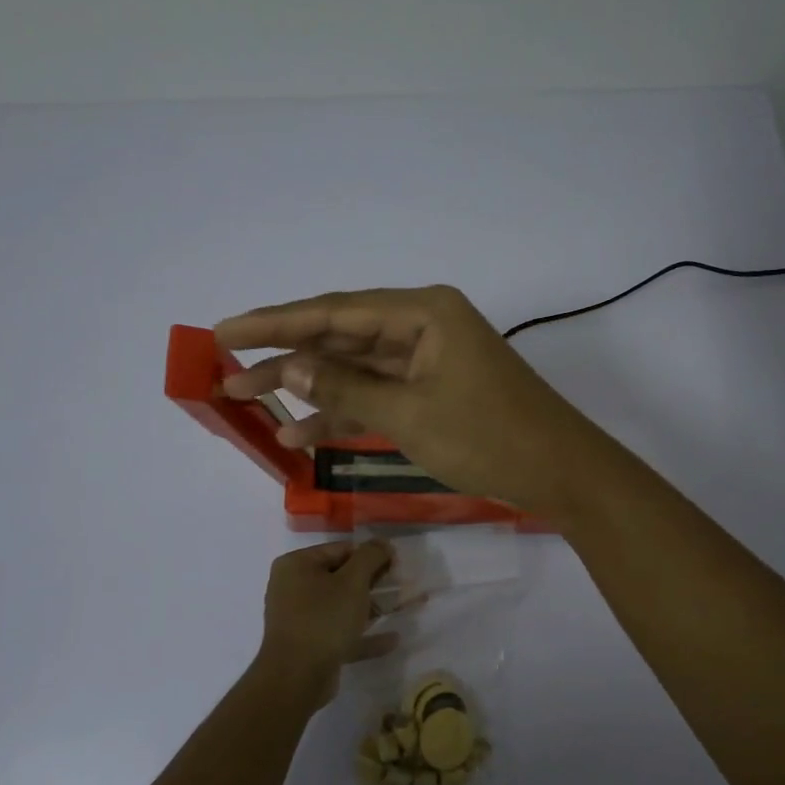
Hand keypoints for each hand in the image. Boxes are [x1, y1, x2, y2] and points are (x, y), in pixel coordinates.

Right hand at [215, 285, 596, 512]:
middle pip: (340, 336)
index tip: (224, 332)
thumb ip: (346, 387)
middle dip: (285, 356)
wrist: (560, 473)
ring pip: (355, 367)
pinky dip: (345, 411)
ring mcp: (429, 359)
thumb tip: (289, 365)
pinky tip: (302, 432)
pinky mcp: (433, 390)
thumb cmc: (489, 437)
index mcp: (423, 312)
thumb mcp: (410, 413)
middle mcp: (423, 324)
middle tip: (228, 373)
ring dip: (309, 386)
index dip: (275, 322)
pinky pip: (378, 394)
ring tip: (250, 404)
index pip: (333, 311)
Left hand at [256, 540, 397, 708]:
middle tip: (404, 584)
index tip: (397, 564)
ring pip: (343, 606)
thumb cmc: (323, 619)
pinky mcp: (310, 645)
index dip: (371, 555)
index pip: (340, 550)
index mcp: (297, 565)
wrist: (295, 678)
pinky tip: (392, 639)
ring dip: (373, 607)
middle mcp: (293, 588)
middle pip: (341, 577)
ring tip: (405, 607)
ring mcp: (300, 618)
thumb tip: (383, 543)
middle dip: (375, 582)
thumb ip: (370, 556)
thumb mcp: (352, 581)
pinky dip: (364, 635)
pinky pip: (341, 633)